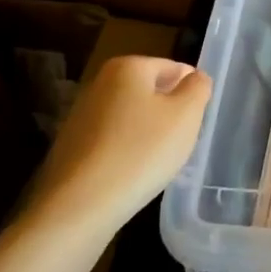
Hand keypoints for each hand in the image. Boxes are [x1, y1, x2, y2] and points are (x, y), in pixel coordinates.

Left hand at [29, 56, 211, 227]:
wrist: (80, 205)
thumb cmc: (142, 151)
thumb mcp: (186, 115)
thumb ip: (198, 88)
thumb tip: (195, 78)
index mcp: (128, 67)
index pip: (174, 68)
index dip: (191, 92)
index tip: (197, 120)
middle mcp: (101, 82)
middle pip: (151, 91)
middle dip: (169, 112)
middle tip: (181, 141)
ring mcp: (82, 114)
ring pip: (132, 116)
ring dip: (149, 133)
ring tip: (158, 160)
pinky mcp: (72, 145)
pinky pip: (113, 139)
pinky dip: (127, 150)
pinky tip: (133, 173)